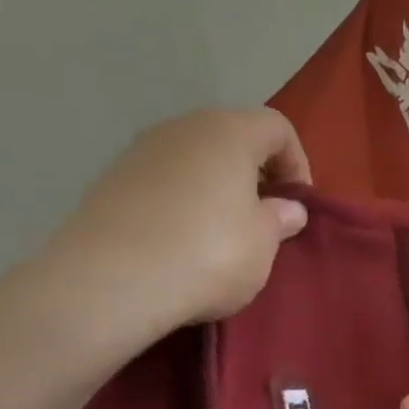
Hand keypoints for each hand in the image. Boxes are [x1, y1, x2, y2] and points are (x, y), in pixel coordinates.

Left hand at [36, 108, 310, 349]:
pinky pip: (163, 182)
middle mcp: (182, 127)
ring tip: (223, 234)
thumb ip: (280, 219)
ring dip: (216, 188)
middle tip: (264, 218)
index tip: (298, 205)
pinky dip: (181, 202)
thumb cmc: (209, 255)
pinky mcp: (111, 180)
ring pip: (194, 159)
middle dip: (255, 174)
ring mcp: (140, 151)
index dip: (297, 163)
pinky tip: (182, 242)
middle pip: (232, 137)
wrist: (112, 281)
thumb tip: (288, 208)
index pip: (277, 127)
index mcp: (229, 132)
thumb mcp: (263, 244)